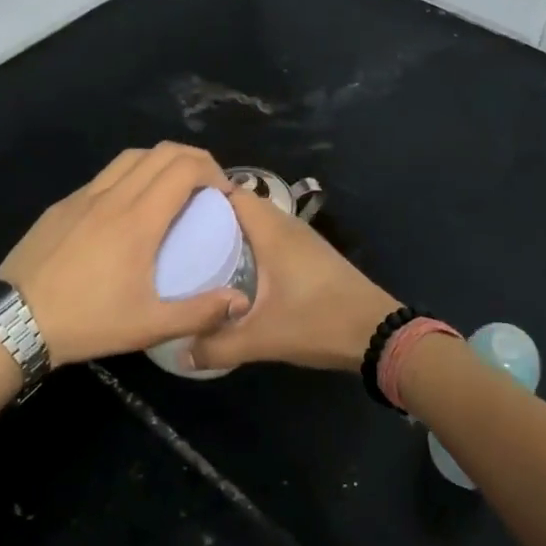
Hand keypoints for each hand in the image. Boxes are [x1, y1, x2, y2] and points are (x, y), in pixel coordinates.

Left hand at [0, 142, 249, 367]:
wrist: (12, 321)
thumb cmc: (86, 321)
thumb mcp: (149, 326)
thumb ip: (199, 313)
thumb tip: (239, 301)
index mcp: (139, 219)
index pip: (185, 168)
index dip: (213, 170)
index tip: (224, 193)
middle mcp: (114, 195)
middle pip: (162, 151)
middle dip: (194, 158)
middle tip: (208, 185)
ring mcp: (84, 196)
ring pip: (131, 156)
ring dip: (161, 161)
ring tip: (173, 188)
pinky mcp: (63, 204)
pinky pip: (105, 174)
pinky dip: (131, 175)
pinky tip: (129, 206)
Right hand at [187, 186, 398, 373]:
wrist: (376, 333)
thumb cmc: (317, 322)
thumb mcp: (262, 338)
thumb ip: (217, 345)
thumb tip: (179, 352)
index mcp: (272, 231)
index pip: (232, 193)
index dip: (201, 195)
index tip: (169, 210)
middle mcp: (286, 225)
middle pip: (243, 206)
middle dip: (211, 216)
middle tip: (176, 235)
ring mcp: (302, 239)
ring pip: (258, 223)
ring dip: (232, 231)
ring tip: (198, 251)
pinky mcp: (311, 255)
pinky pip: (271, 237)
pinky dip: (250, 245)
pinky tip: (235, 270)